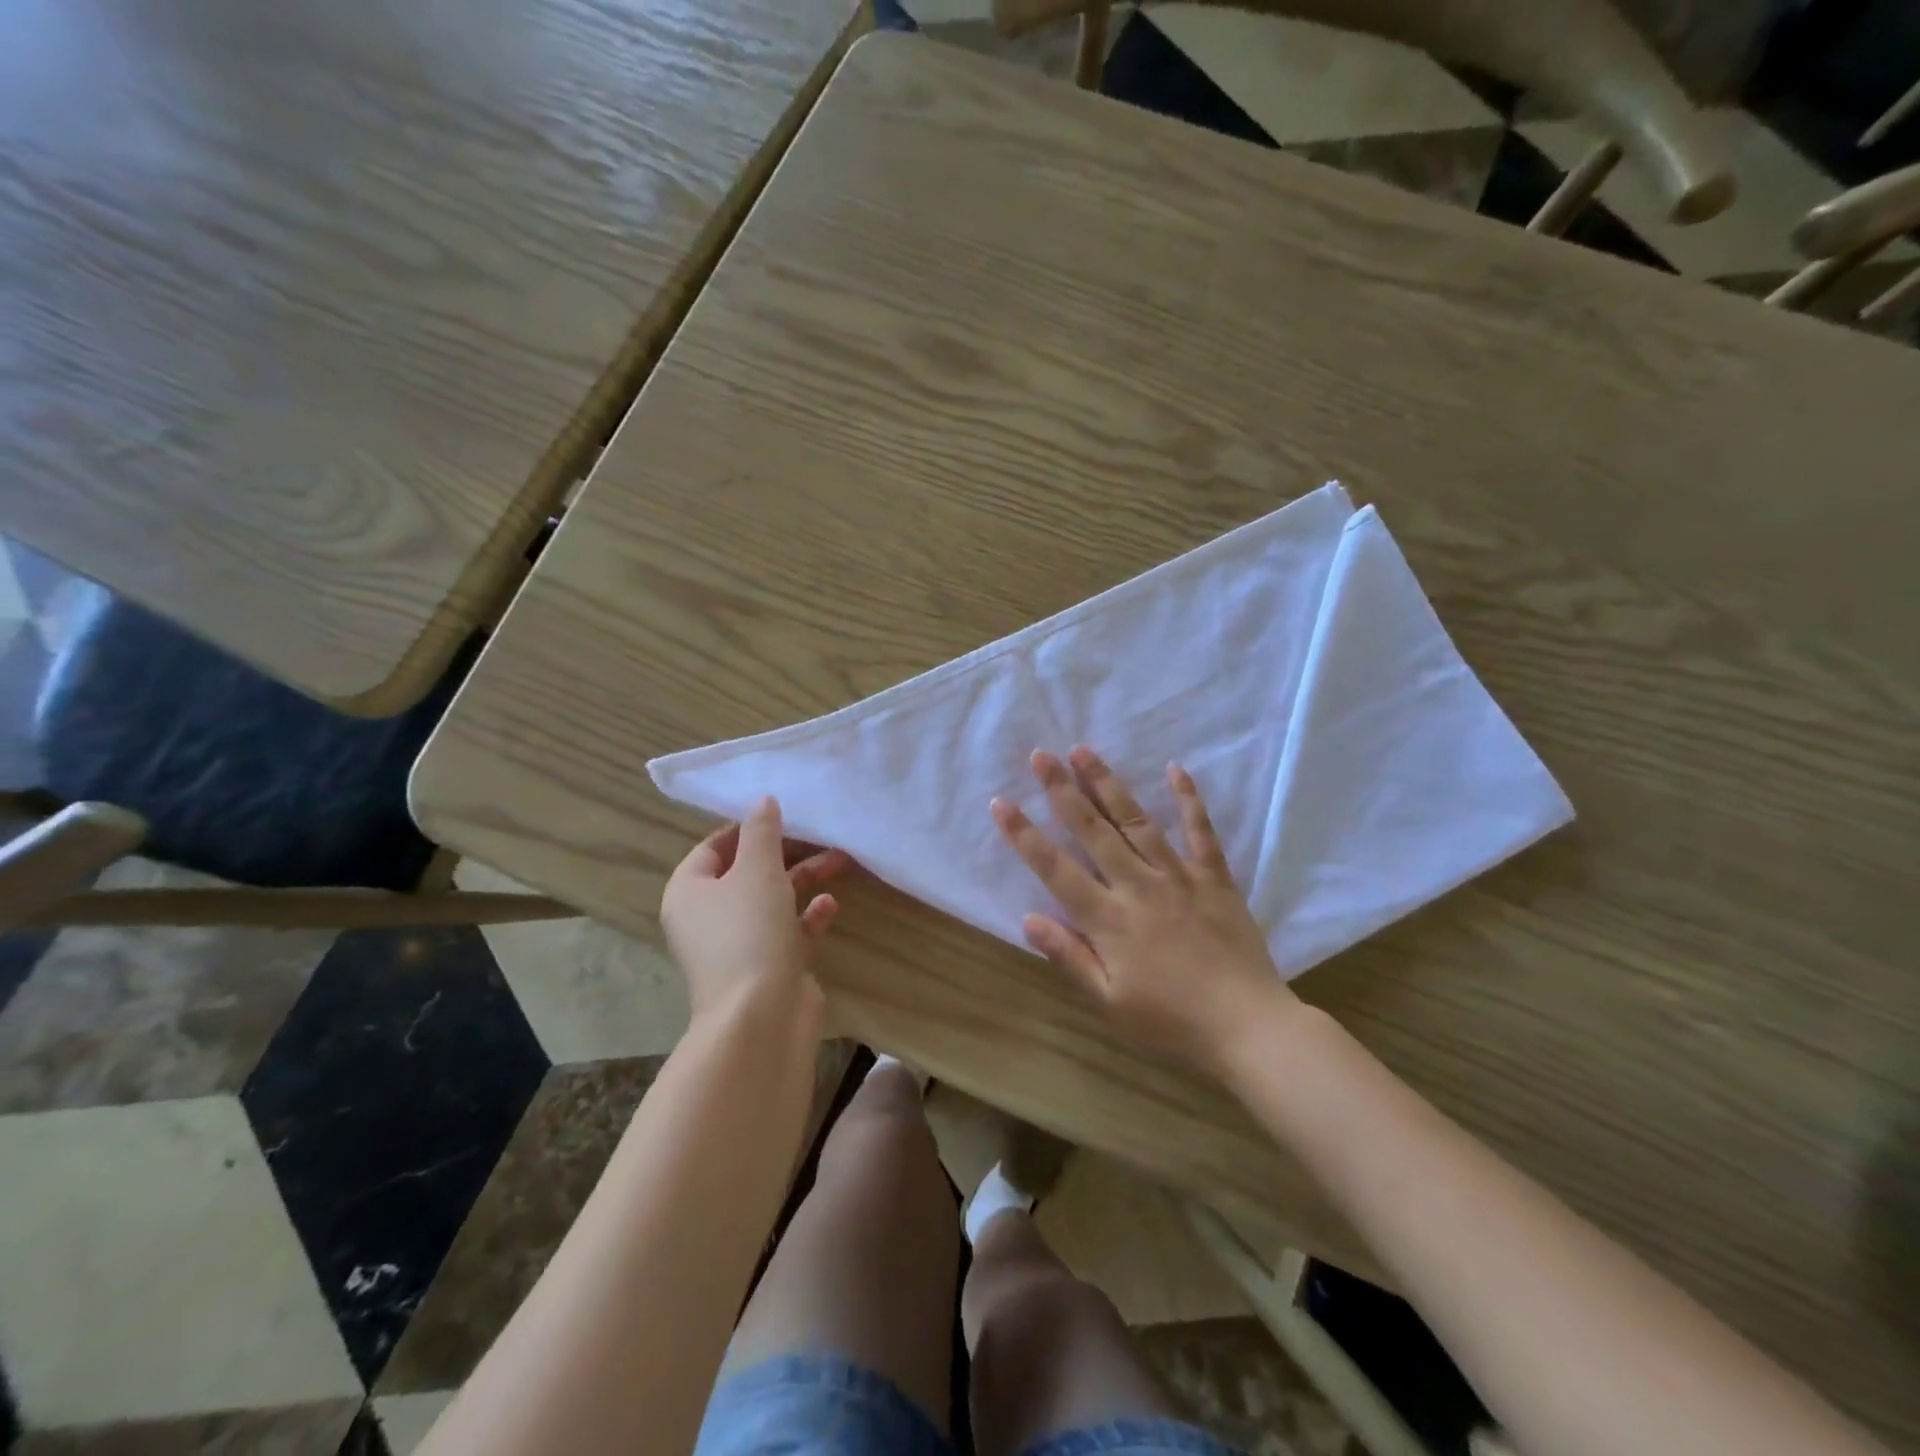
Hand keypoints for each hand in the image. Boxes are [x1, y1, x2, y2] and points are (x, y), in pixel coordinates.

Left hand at [662, 797, 853, 1023]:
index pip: (714, 847)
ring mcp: (738, 946)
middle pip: (748, 872)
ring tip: (841, 861)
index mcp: (690, 892)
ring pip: (773, 900)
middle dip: (787, 852)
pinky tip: (829, 906)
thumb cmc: (749, 933)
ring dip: (805, 880)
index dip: (748, 828)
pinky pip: (788, 932)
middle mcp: (708, 918)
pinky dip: (807, 916)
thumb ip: (762, 832)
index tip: (786, 815)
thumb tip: (762, 800)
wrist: (761, 1018)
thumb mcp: (756, 871)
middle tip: (823, 836)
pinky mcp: (768, 968)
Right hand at [991, 747, 1296, 1077]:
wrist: (1249, 1027)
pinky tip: (1176, 768)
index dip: (1025, 836)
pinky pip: (1200, 831)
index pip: (1055, 869)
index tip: (1001, 803)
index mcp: (1108, 920)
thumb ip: (1069, 956)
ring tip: (1083, 751)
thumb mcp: (1110, 1002)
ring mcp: (1178, 876)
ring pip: (1136, 821)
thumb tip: (1028, 919)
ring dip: (1107, 784)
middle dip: (1062, 791)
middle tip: (1041, 755)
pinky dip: (1188, 799)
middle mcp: (1138, 886)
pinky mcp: (1213, 877)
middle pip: (1093, 831)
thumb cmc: (1171, 1022)